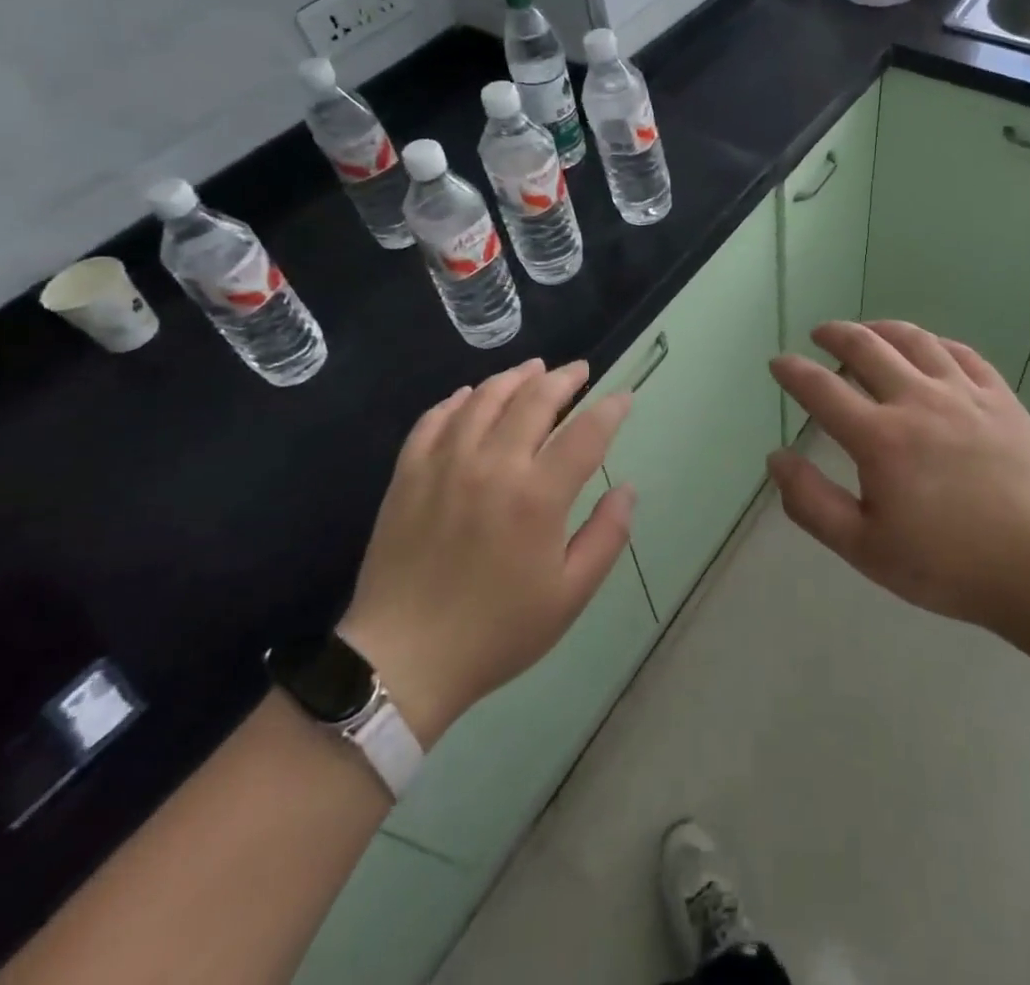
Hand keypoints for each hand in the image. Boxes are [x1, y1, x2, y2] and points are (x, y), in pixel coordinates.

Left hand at [340, 359, 634, 747]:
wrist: (402, 660)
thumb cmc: (497, 631)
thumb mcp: (570, 595)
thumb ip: (606, 536)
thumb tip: (627, 489)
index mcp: (538, 496)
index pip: (586, 432)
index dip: (610, 408)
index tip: (624, 395)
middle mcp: (493, 465)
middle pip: (535, 399)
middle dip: (564, 379)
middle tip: (580, 371)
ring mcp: (445, 464)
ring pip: (485, 398)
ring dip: (515, 377)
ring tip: (534, 370)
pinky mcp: (409, 473)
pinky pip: (435, 418)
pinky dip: (458, 399)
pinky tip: (471, 395)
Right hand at [767, 321, 1029, 631]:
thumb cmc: (948, 565)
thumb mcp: (864, 549)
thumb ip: (812, 502)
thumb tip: (777, 458)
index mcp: (879, 438)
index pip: (821, 389)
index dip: (793, 371)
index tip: (778, 363)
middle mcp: (917, 401)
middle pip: (867, 348)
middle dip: (836, 334)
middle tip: (820, 333)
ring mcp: (964, 393)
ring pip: (915, 340)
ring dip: (882, 329)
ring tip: (868, 330)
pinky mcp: (1000, 398)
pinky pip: (962, 353)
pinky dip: (935, 342)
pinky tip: (929, 347)